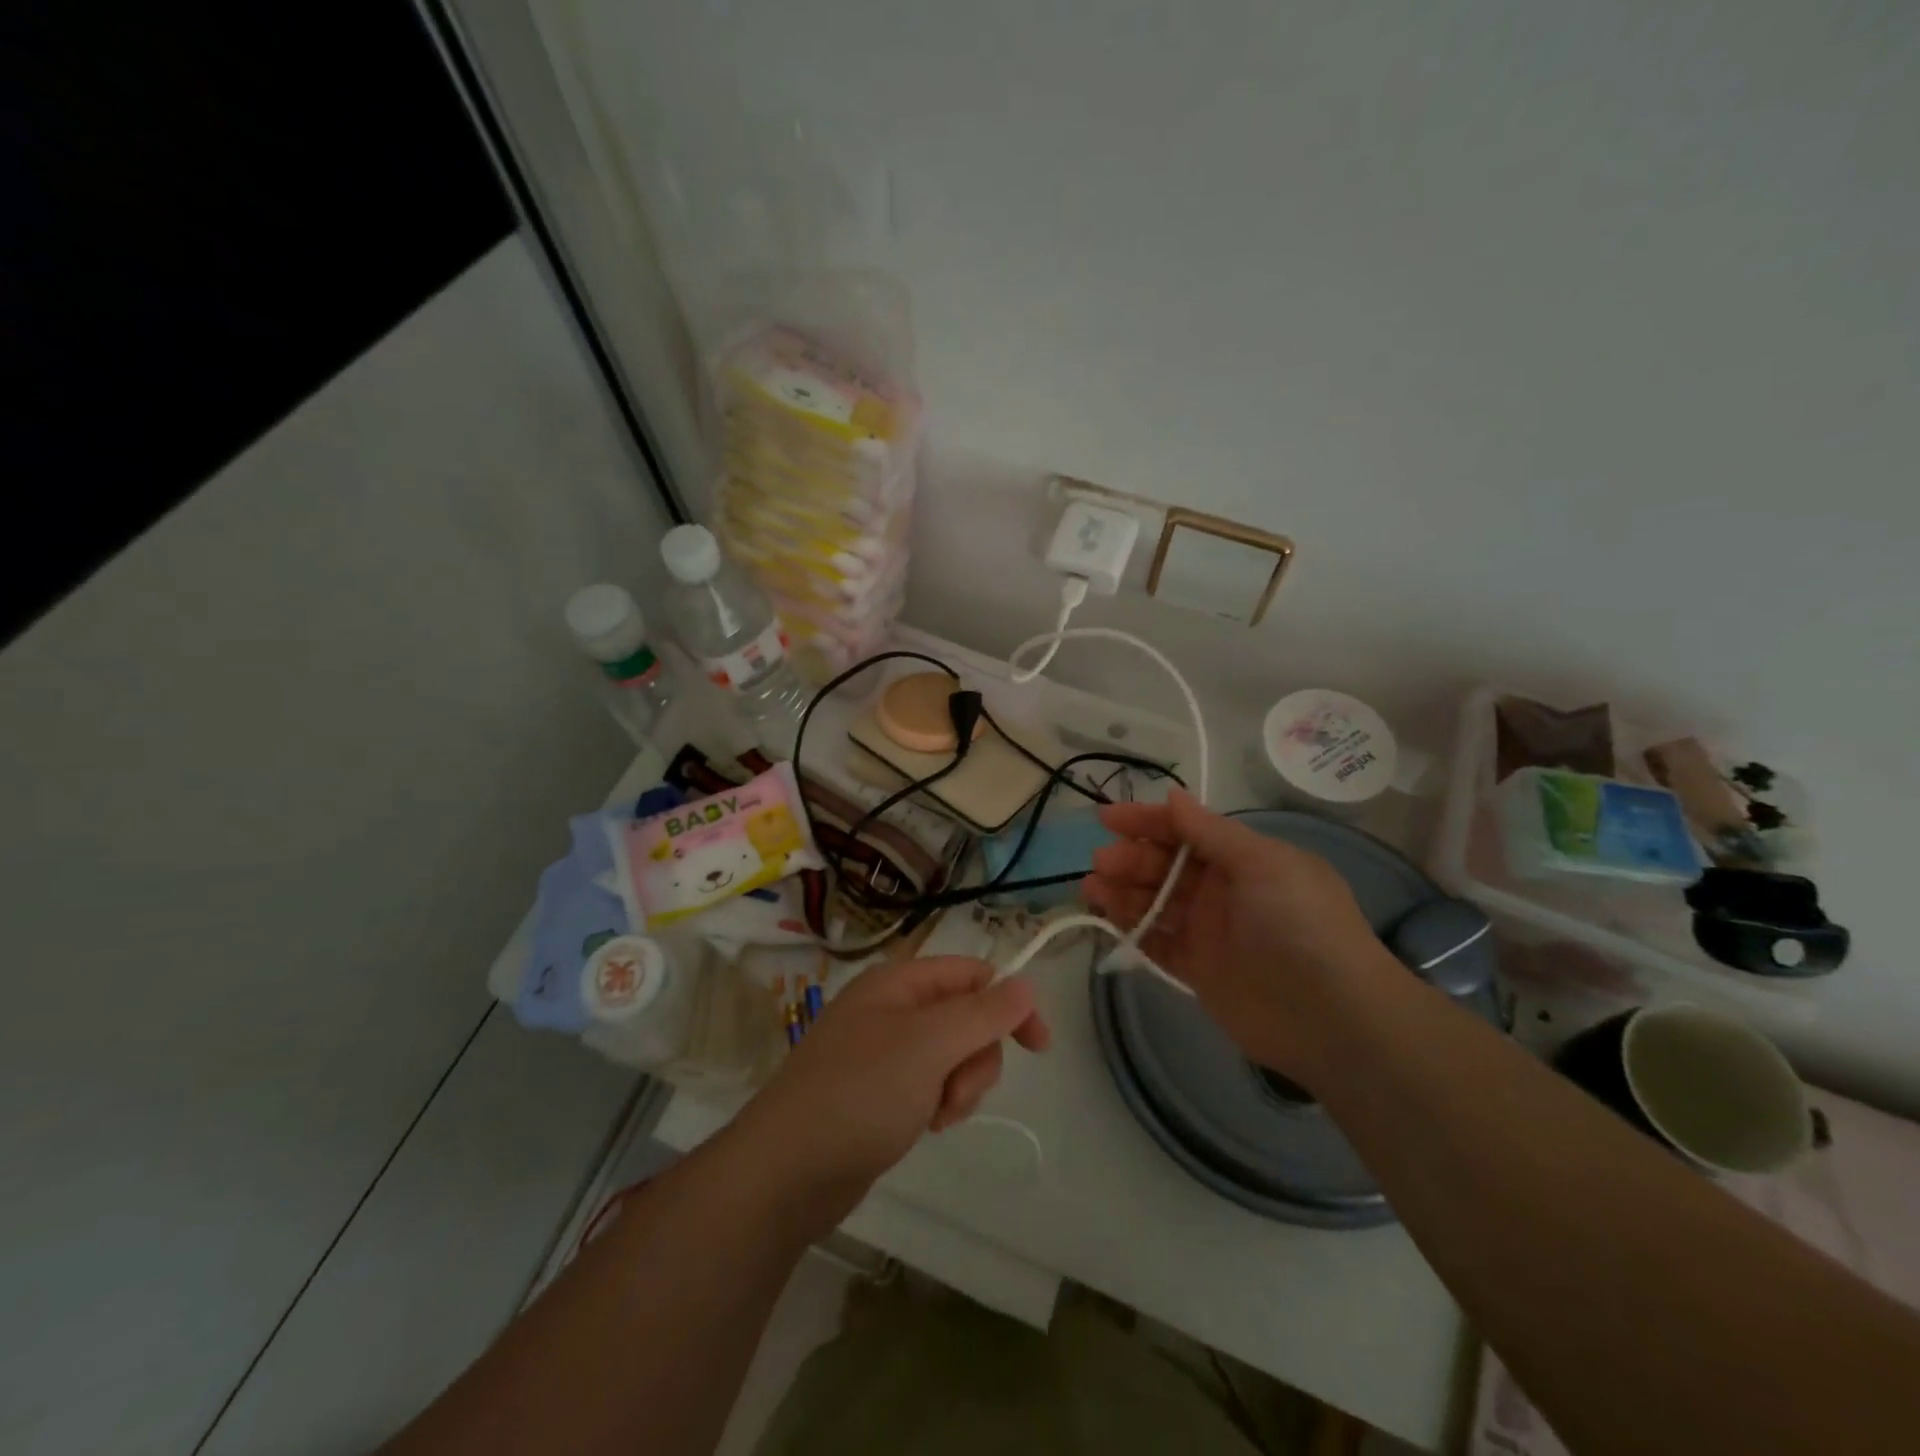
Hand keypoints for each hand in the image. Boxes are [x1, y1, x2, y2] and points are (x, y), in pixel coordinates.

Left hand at [736, 955, 1050, 1232]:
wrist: (786, 1172)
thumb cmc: (860, 1093)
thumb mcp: (928, 1045)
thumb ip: (982, 1013)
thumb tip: (1025, 985)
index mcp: (898, 982)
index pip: (971, 973)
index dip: (1009, 1002)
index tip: (1039, 1046)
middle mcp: (892, 1009)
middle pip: (966, 1017)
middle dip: (976, 1057)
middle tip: (956, 1091)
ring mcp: (885, 1052)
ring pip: (952, 1055)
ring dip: (960, 1086)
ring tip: (936, 1116)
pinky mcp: (881, 1092)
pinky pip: (931, 1085)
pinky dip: (939, 1104)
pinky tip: (924, 1128)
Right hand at [1082, 789, 1395, 1087]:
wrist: (1333, 1017)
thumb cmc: (1299, 924)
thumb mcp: (1262, 864)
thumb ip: (1211, 832)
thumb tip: (1173, 795)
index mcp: (1243, 859)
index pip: (1186, 831)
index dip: (1147, 821)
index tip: (1107, 819)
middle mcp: (1223, 890)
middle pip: (1165, 865)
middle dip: (1131, 858)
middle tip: (1101, 862)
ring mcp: (1209, 931)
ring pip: (1155, 902)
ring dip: (1122, 891)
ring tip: (1091, 888)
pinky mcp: (1198, 969)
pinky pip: (1156, 941)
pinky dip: (1131, 927)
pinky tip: (1105, 917)